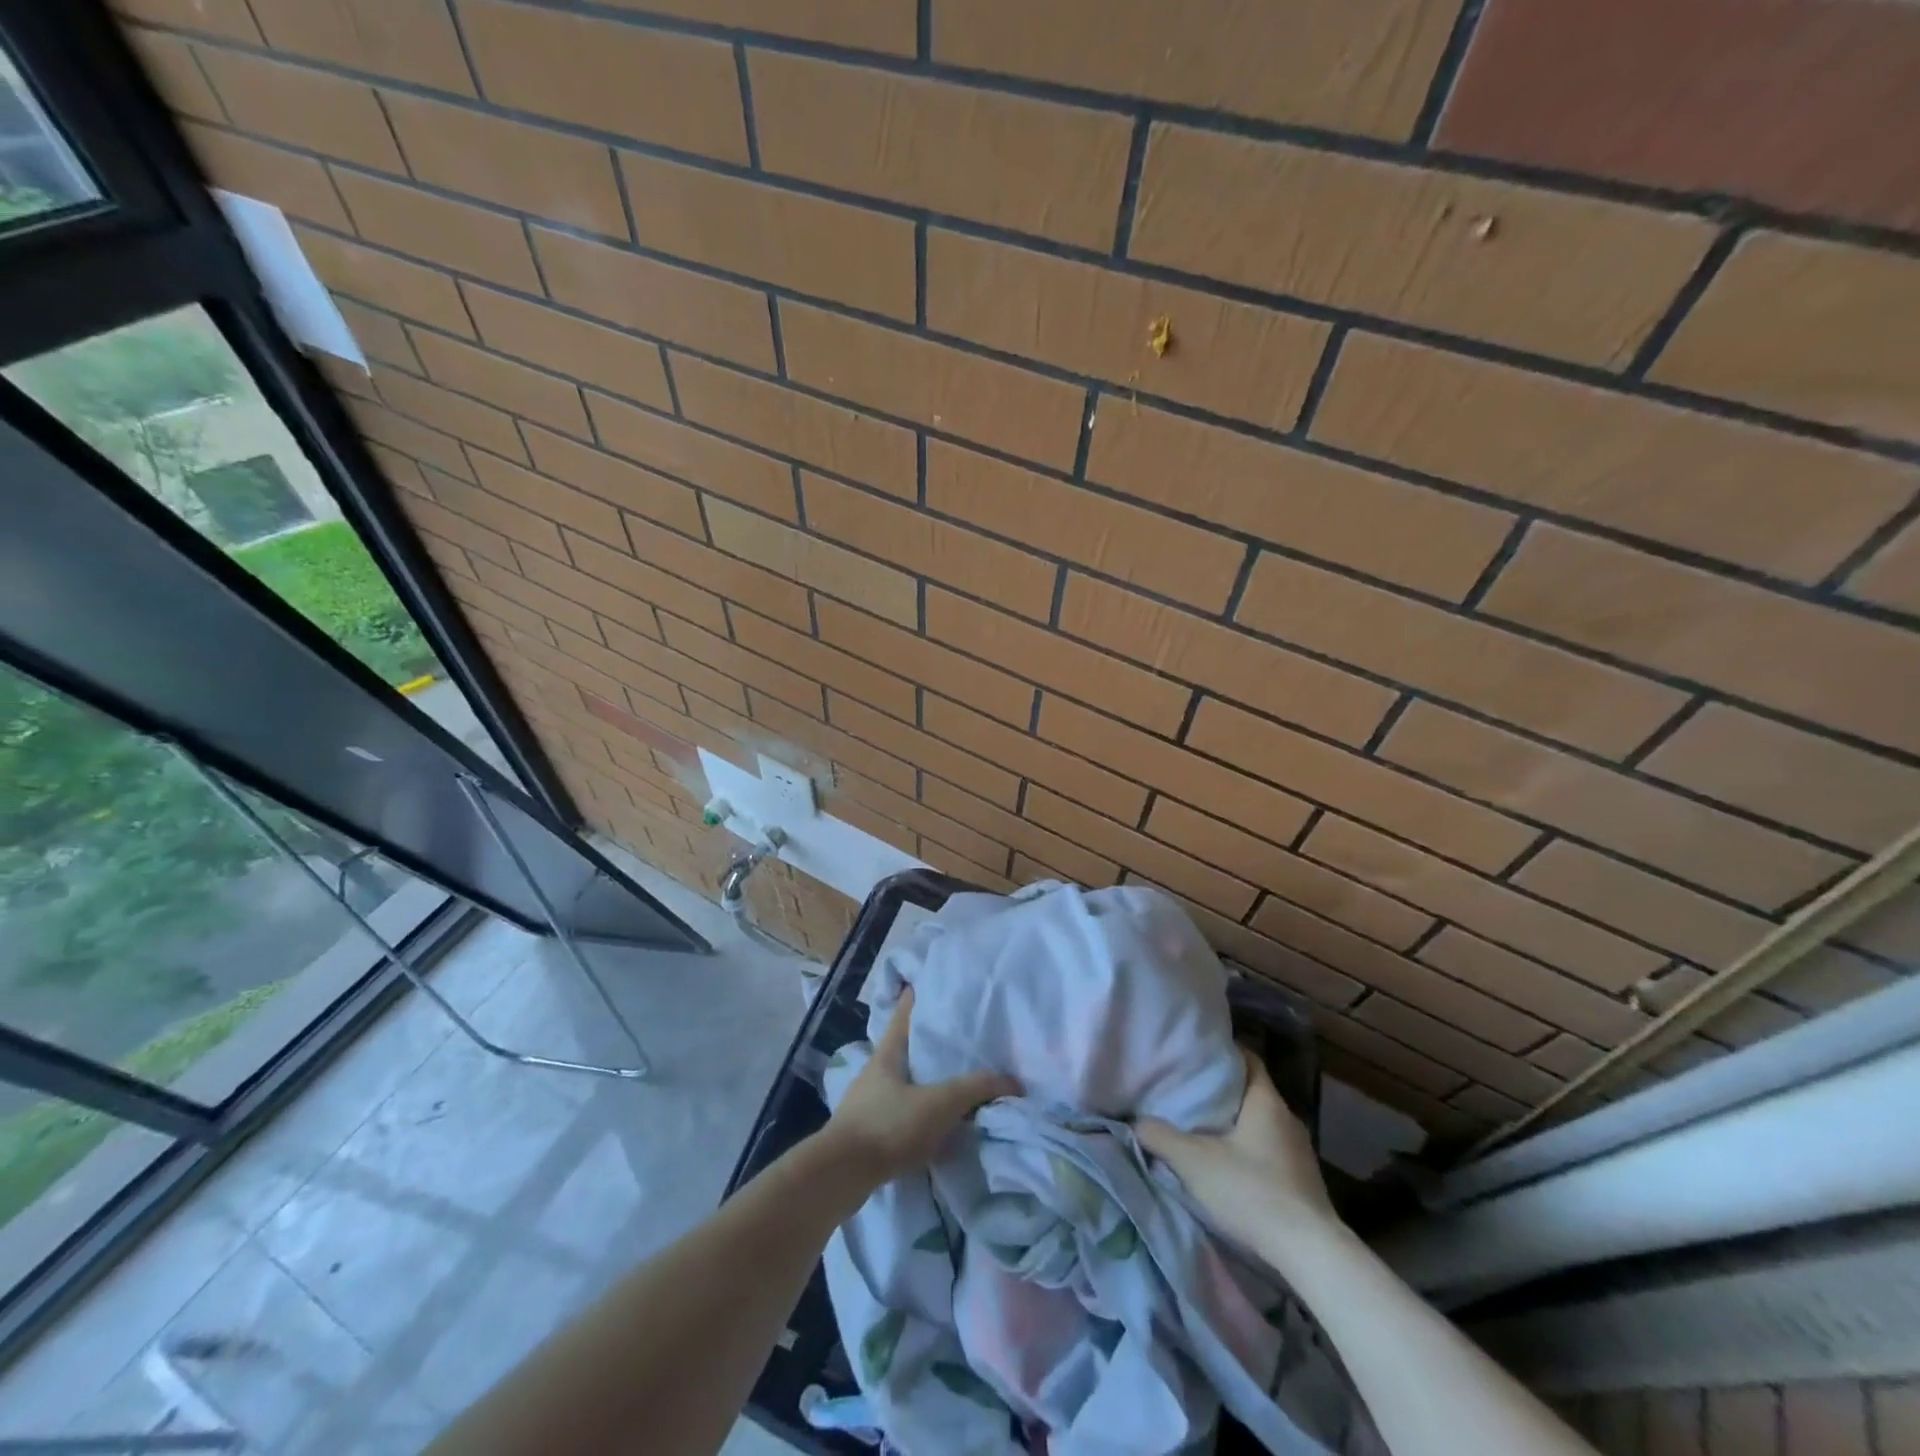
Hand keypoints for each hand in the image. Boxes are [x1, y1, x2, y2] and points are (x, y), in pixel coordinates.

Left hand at [823, 987, 1019, 1183]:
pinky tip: (939, 1128)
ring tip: (955, 1084)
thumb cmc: (888, 1125)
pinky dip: (920, 1116)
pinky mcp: (867, 1135)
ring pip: (904, 1084)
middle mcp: (876, 1073)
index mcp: (888, 1053)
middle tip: (958, 1040)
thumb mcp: (939, 1103)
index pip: (904, 1014)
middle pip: (905, 1049)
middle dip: (928, 1044)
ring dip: (926, 1084)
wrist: (841, 1176)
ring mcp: (868, 1104)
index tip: (929, 983)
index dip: (915, 997)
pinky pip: (901, 1116)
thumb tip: (1012, 1081)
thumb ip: (975, 1089)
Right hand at [1136, 1048, 1335, 1253]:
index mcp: (1266, 1101)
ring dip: (1236, 1125)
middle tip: (1190, 1093)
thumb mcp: (1193, 1162)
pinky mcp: (1304, 1182)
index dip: (1222, 1054)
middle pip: (1252, 1092)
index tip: (1196, 1058)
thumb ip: (1160, 1137)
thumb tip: (1136, 1122)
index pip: (1248, 1059)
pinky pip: (1271, 1151)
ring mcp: (1300, 1152)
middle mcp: (1287, 1119)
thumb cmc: (1252, 1191)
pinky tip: (1230, 1167)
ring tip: (1204, 1129)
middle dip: (1223, 1092)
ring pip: (1261, 1124)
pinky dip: (1249, 1151)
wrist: (1311, 1254)